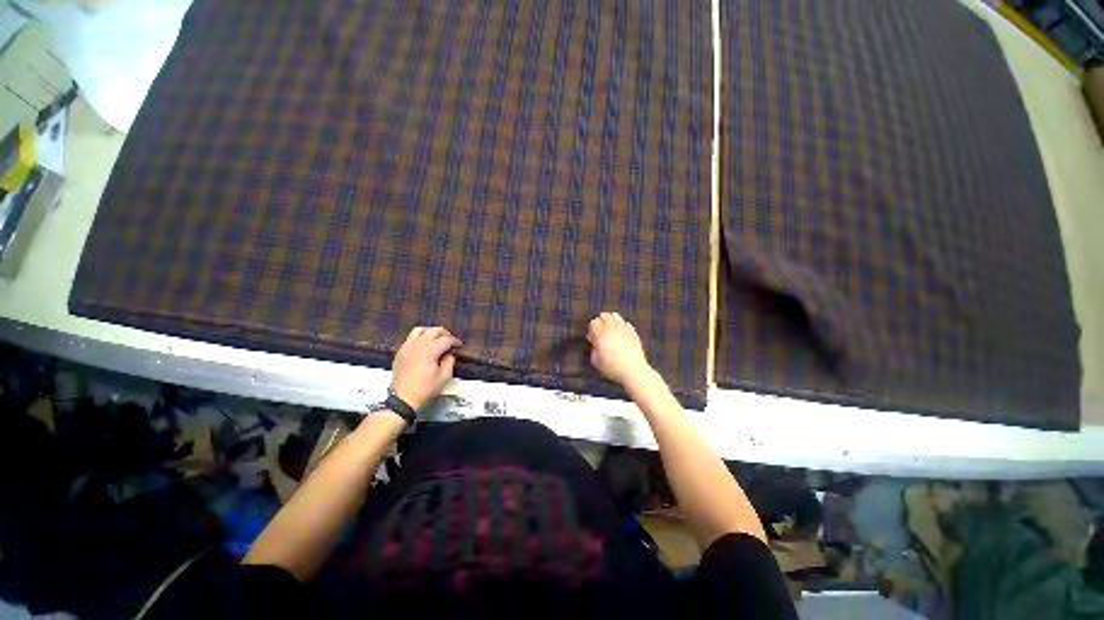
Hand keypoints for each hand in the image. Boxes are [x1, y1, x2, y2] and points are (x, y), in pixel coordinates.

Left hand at [391, 326, 461, 410]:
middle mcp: (418, 345)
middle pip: (434, 330)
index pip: (446, 339)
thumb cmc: (425, 389)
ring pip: (420, 330)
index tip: (459, 346)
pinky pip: (410, 337)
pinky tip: (424, 346)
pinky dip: (420, 337)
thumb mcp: (444, 377)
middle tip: (450, 342)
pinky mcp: (400, 351)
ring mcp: (407, 347)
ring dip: (431, 332)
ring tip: (436, 339)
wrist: (403, 399)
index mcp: (430, 351)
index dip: (455, 341)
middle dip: (445, 334)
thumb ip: (450, 361)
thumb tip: (450, 353)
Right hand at [587, 312, 652, 386]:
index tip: (592, 337)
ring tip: (610, 328)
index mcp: (601, 334)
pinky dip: (622, 325)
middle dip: (600, 321)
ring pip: (616, 316)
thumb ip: (593, 349)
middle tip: (600, 330)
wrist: (633, 371)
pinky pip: (626, 323)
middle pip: (604, 315)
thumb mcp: (596, 361)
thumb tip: (594, 343)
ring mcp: (624, 329)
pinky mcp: (633, 333)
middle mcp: (612, 328)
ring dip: (611, 320)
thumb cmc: (612, 368)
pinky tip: (621, 332)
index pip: (594, 322)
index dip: (591, 328)